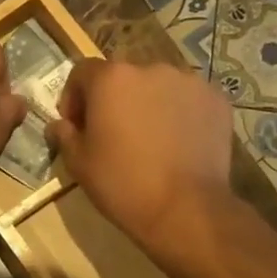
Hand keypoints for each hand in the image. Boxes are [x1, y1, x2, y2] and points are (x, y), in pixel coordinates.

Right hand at [46, 59, 232, 249]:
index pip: (83, 72)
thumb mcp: (79, 163)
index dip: (74, 97)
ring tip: (149, 139)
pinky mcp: (216, 100)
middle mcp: (150, 68)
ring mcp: (189, 82)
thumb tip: (60, 125)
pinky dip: (178, 113)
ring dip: (147, 104)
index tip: (76, 126)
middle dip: (113, 99)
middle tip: (113, 133)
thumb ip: (65, 135)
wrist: (185, 209)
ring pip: (157, 86)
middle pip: (123, 77)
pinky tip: (177, 143)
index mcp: (111, 78)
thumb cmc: (122, 183)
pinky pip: (188, 100)